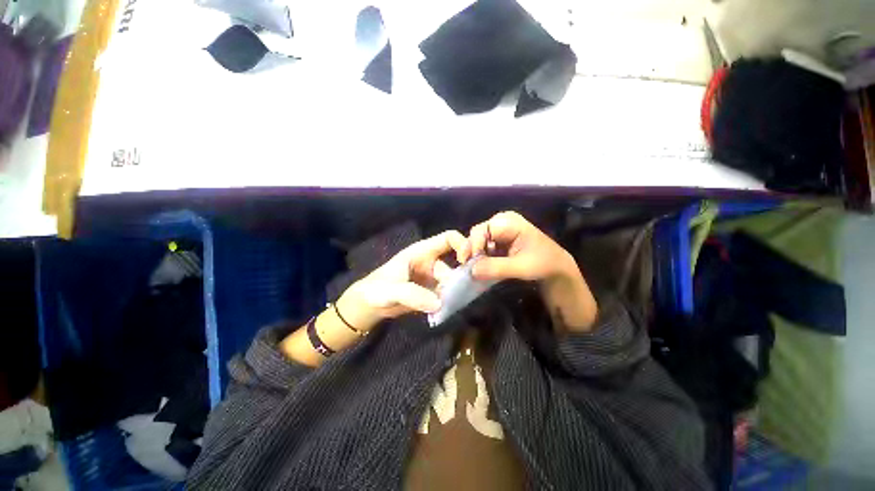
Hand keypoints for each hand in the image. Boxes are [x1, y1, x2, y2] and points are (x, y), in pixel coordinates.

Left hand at [338, 230, 467, 330]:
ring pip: (453, 281)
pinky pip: (447, 294)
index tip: (467, 261)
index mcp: (422, 251)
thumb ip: (412, 294)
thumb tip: (439, 303)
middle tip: (463, 293)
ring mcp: (433, 278)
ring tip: (453, 304)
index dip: (462, 244)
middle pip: (455, 263)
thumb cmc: (376, 290)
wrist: (369, 306)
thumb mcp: (391, 290)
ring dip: (456, 292)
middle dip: (461, 277)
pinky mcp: (432, 292)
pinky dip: (450, 301)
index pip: (448, 238)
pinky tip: (449, 310)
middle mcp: (431, 262)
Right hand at [463, 211, 574, 282]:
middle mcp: (501, 222)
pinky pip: (483, 245)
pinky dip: (480, 256)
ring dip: (474, 254)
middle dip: (471, 249)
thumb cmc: (543, 263)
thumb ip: (496, 268)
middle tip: (468, 267)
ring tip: (473, 268)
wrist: (555, 267)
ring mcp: (499, 230)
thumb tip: (471, 271)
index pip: (482, 230)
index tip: (469, 263)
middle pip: (477, 233)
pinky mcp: (498, 240)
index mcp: (509, 222)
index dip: (473, 245)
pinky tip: (480, 266)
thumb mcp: (521, 267)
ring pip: (478, 240)